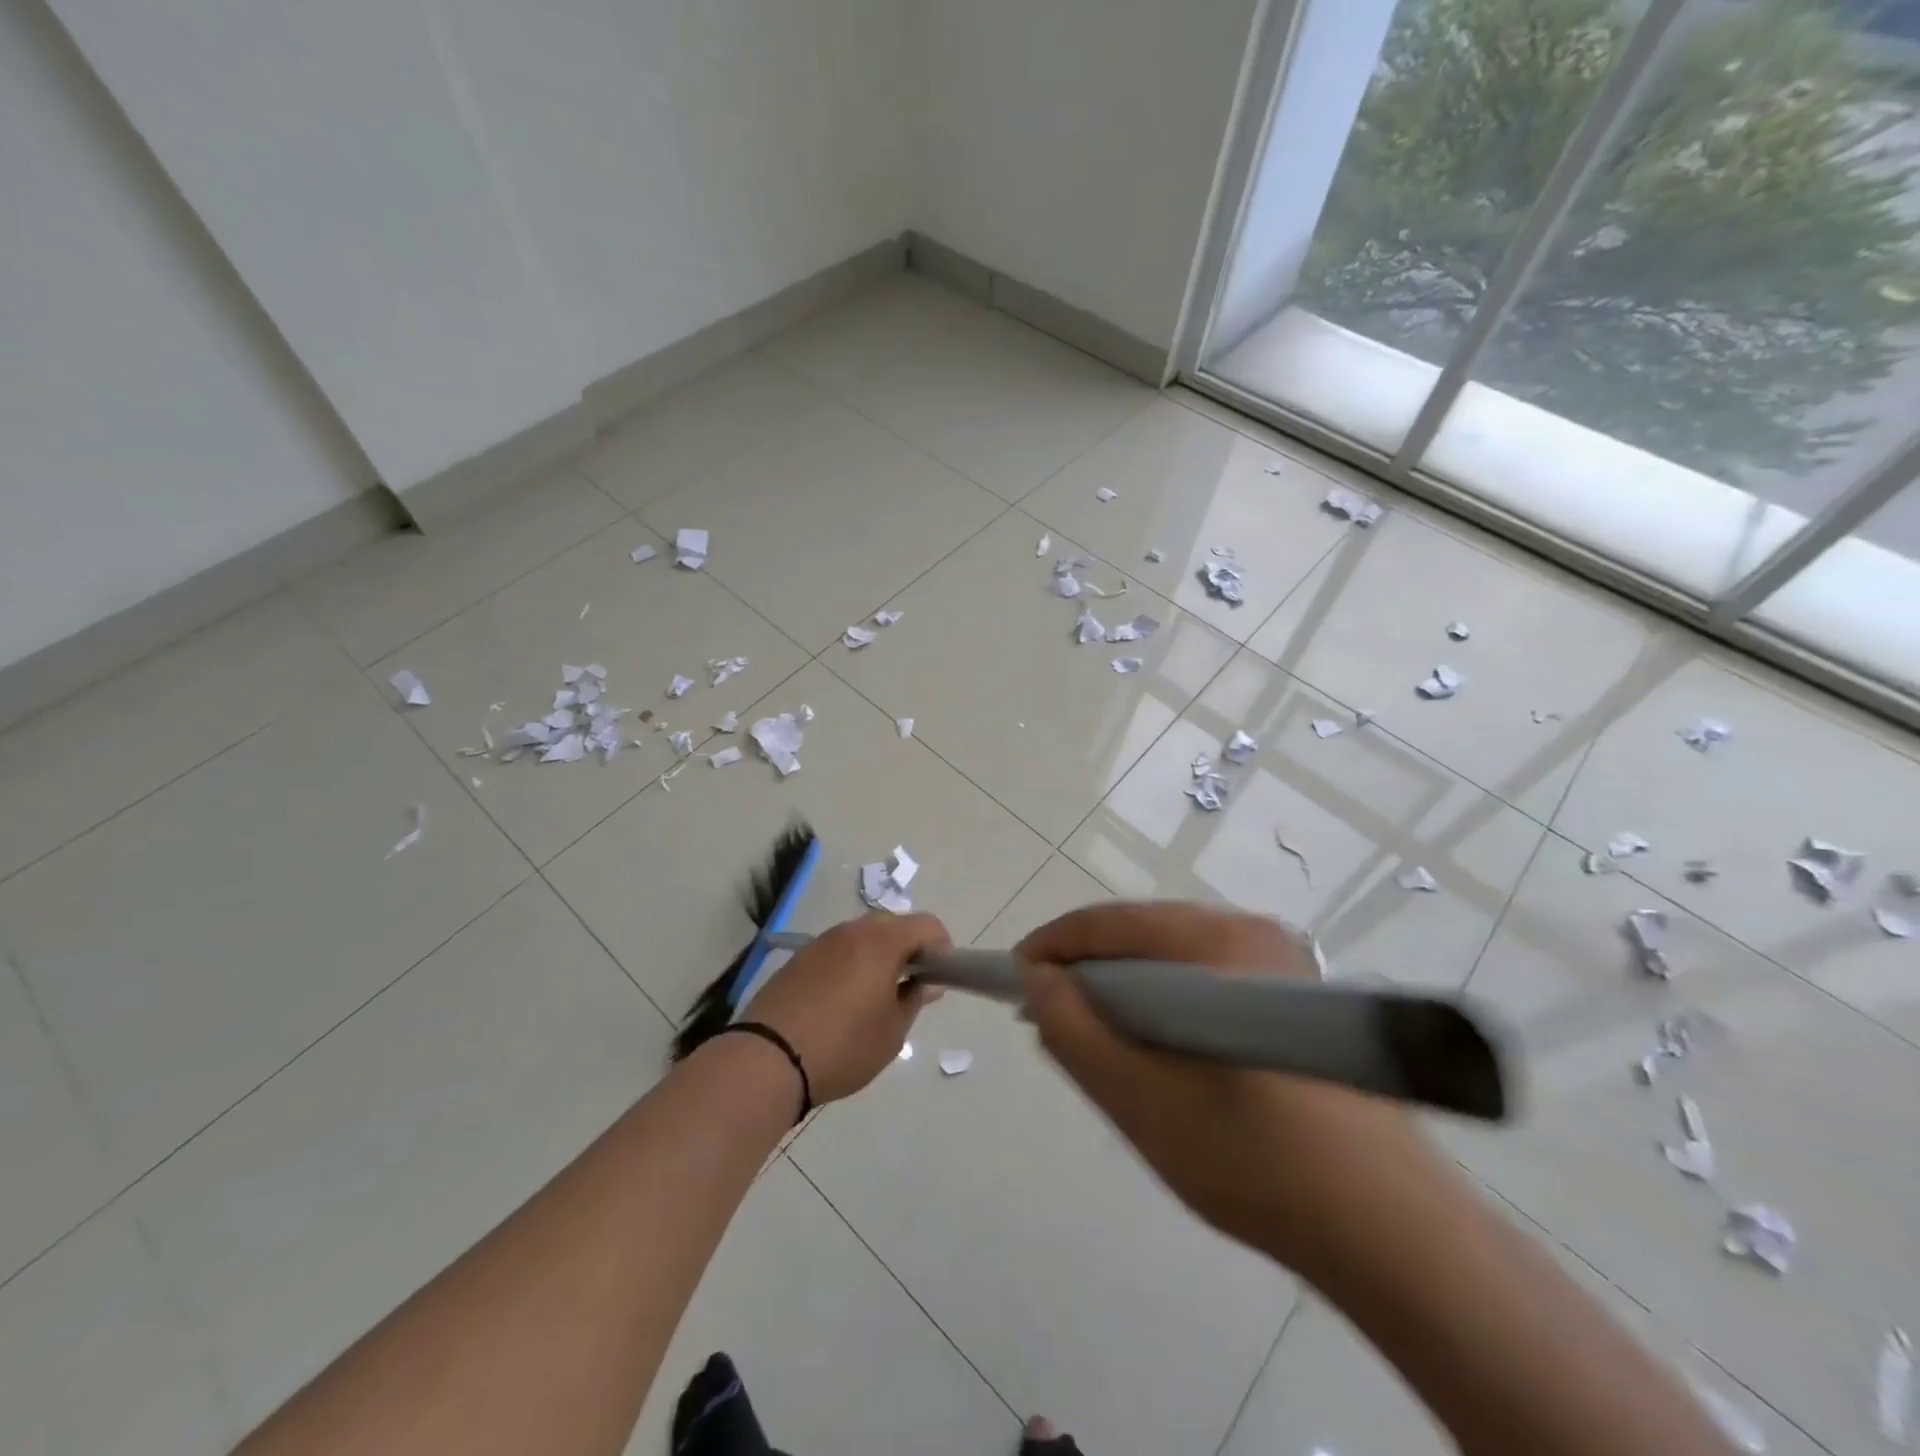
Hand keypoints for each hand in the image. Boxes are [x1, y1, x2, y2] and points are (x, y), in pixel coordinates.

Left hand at [748, 912, 949, 1102]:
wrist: (767, 1059)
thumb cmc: (843, 1046)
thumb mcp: (891, 1032)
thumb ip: (914, 999)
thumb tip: (926, 982)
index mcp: (881, 942)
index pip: (926, 924)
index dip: (941, 947)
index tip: (939, 977)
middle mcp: (852, 931)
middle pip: (893, 925)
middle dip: (909, 948)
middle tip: (910, 986)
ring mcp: (822, 942)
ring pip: (863, 936)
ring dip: (878, 955)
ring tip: (875, 996)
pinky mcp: (798, 958)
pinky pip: (838, 950)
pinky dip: (851, 964)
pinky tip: (842, 1001)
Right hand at [1016, 901, 1419, 1263]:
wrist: (1394, 1233)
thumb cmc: (1255, 1160)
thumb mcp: (1140, 1099)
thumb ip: (1074, 1031)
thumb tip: (1037, 981)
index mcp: (1218, 940)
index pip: (1110, 922)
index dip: (1052, 947)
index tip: (1013, 982)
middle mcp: (1251, 932)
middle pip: (1142, 936)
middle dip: (1088, 972)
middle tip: (1050, 1019)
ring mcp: (1280, 963)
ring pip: (1173, 960)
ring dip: (1126, 991)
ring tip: (1096, 1040)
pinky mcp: (1295, 999)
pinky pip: (1206, 983)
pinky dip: (1166, 1006)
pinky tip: (1156, 1052)